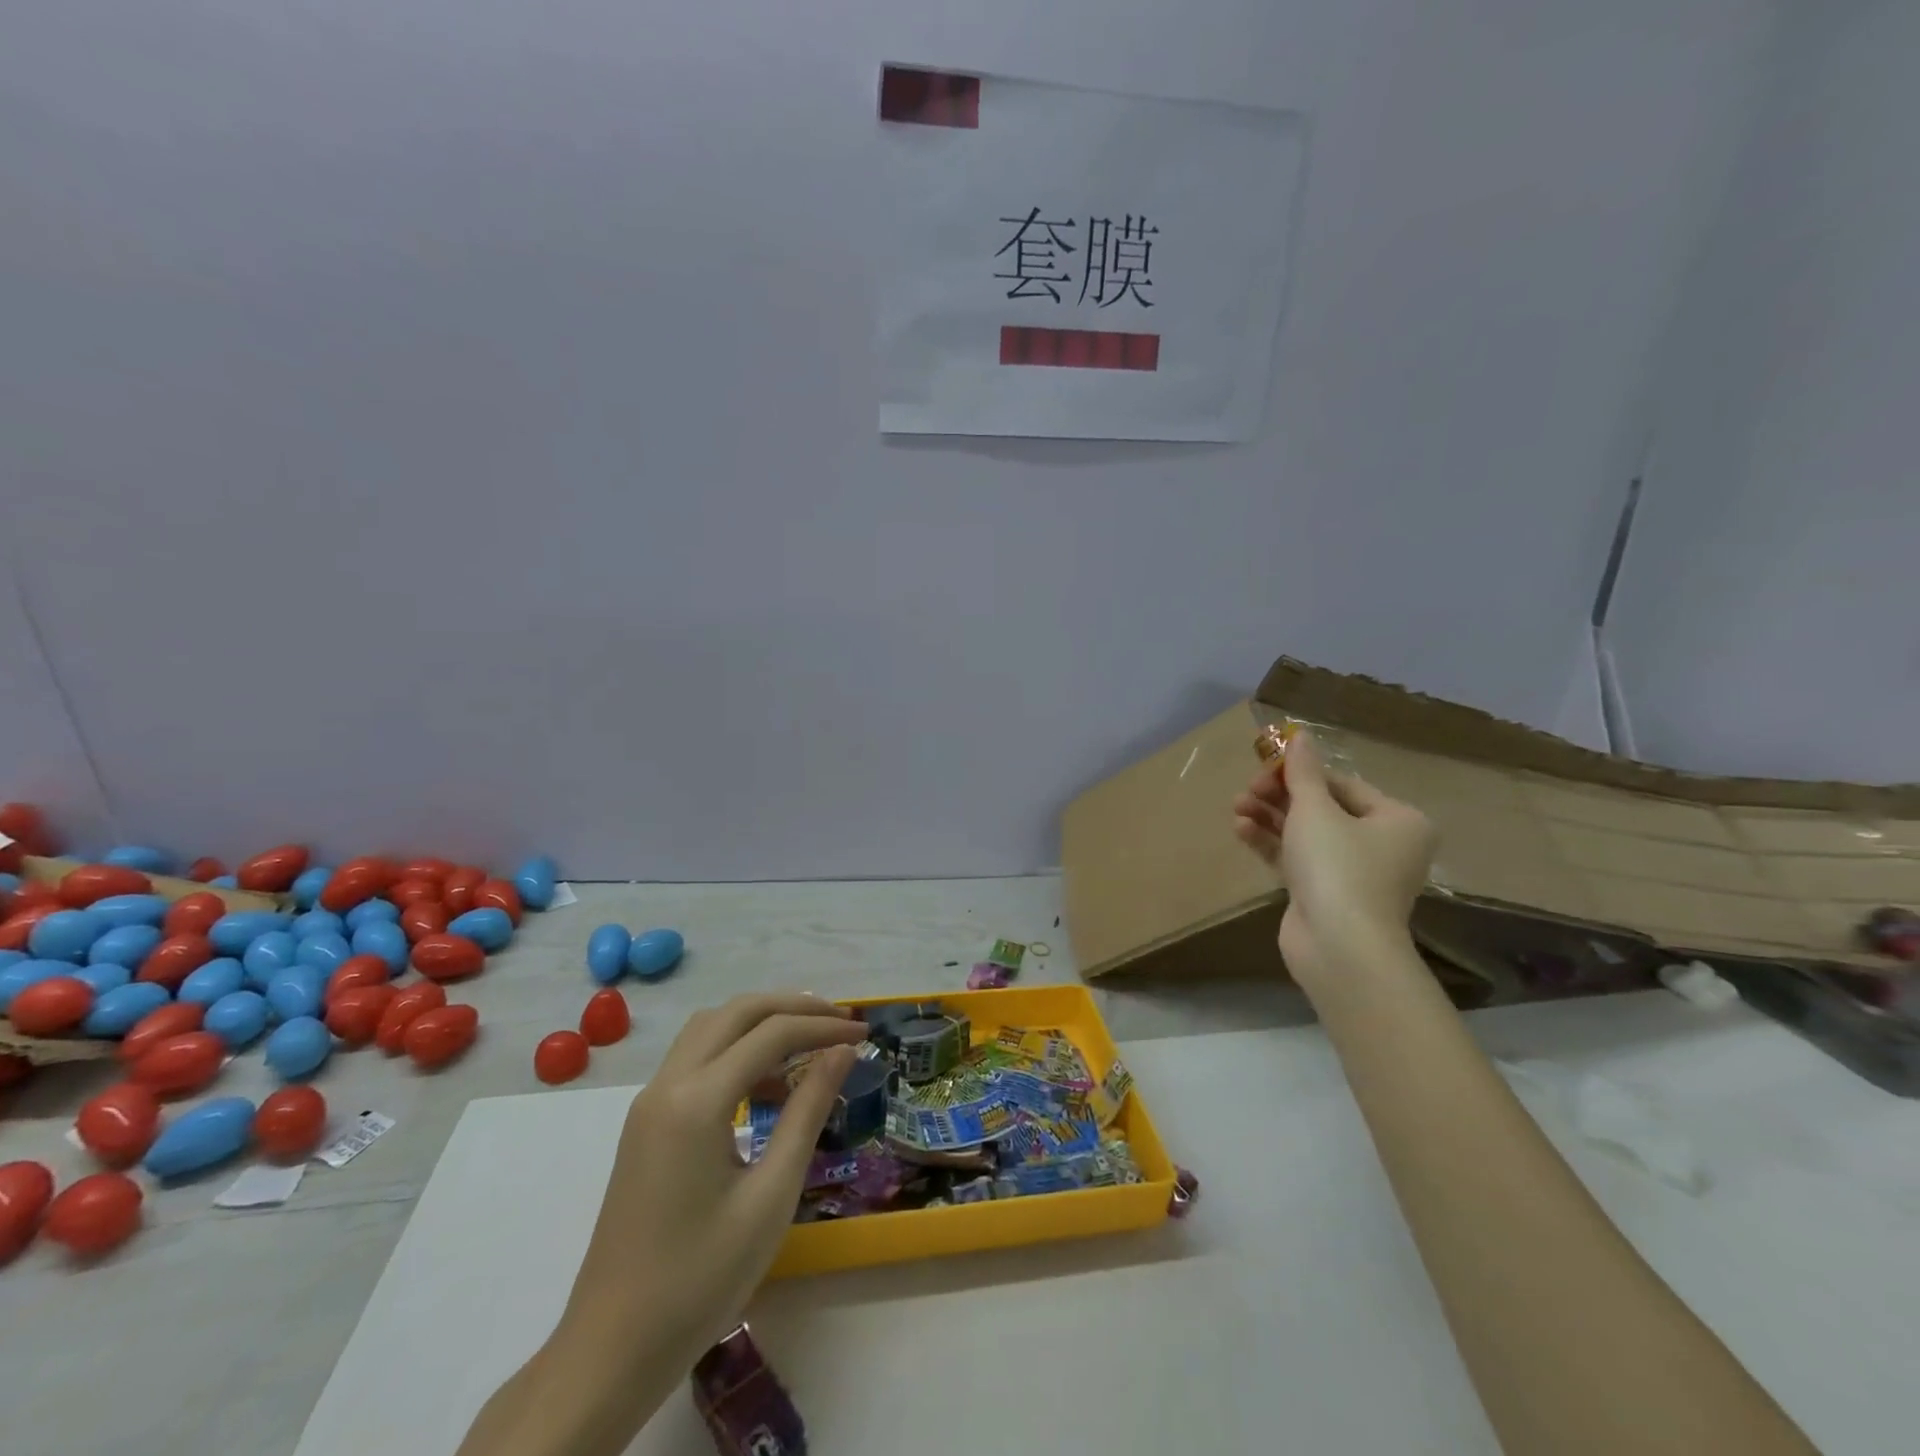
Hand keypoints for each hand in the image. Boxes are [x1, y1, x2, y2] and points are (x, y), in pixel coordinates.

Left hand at [563, 993, 865, 1353]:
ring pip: (711, 1028)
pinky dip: (735, 1050)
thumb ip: (807, 1112)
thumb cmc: (700, 1279)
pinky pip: (695, 1059)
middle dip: (792, 1008)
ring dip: (760, 1023)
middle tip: (839, 1021)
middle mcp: (667, 1085)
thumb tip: (842, 1052)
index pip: (771, 1034)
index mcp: (696, 1101)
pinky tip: (767, 1087)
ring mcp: (650, 1102)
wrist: (610, 1350)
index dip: (822, 1026)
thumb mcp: (771, 1196)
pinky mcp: (646, 1123)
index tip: (864, 1034)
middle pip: (736, 1013)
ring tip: (808, 1045)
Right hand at [1232, 730, 1435, 986]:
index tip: (1263, 768)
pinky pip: (1296, 858)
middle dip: (1280, 796)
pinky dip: (1271, 843)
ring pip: (1306, 833)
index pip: (1342, 784)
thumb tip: (1301, 735)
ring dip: (1270, 818)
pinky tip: (1241, 830)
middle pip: (1323, 807)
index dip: (1300, 773)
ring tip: (1236, 808)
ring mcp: (1353, 872)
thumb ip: (1303, 772)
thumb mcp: (1315, 810)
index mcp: (1397, 820)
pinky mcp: (1325, 894)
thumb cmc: (1338, 867)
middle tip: (1246, 790)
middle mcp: (1382, 844)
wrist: (1340, 947)